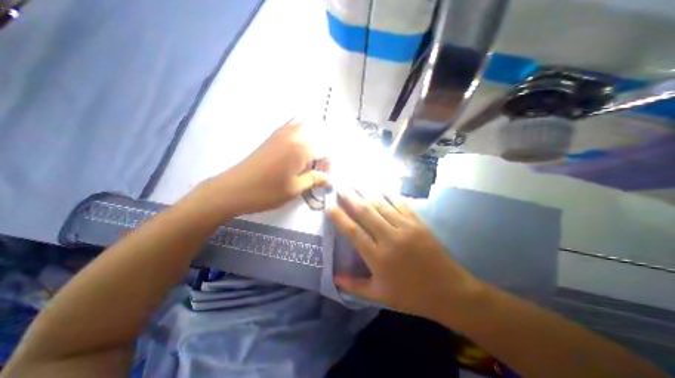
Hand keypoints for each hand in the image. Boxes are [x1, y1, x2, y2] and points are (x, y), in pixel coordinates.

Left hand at [202, 120, 327, 216]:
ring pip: (305, 124)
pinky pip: (290, 124)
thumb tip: (329, 179)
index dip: (328, 162)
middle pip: (317, 133)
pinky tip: (299, 142)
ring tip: (311, 153)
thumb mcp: (295, 189)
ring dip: (313, 136)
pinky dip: (299, 128)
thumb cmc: (267, 192)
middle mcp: (294, 137)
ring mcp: (281, 134)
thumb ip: (314, 180)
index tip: (324, 175)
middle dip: (323, 146)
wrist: (234, 189)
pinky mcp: (272, 136)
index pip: (325, 149)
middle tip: (318, 164)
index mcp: (302, 150)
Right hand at [328, 191, 482, 323]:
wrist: (449, 291)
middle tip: (340, 185)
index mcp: (378, 258)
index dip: (339, 217)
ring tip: (354, 180)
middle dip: (350, 197)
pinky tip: (380, 184)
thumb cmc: (411, 295)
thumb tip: (333, 277)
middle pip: (366, 212)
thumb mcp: (380, 295)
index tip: (329, 205)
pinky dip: (389, 192)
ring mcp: (405, 227)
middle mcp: (390, 238)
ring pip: (381, 204)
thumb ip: (354, 286)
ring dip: (366, 191)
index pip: (353, 232)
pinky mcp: (418, 222)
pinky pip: (400, 203)